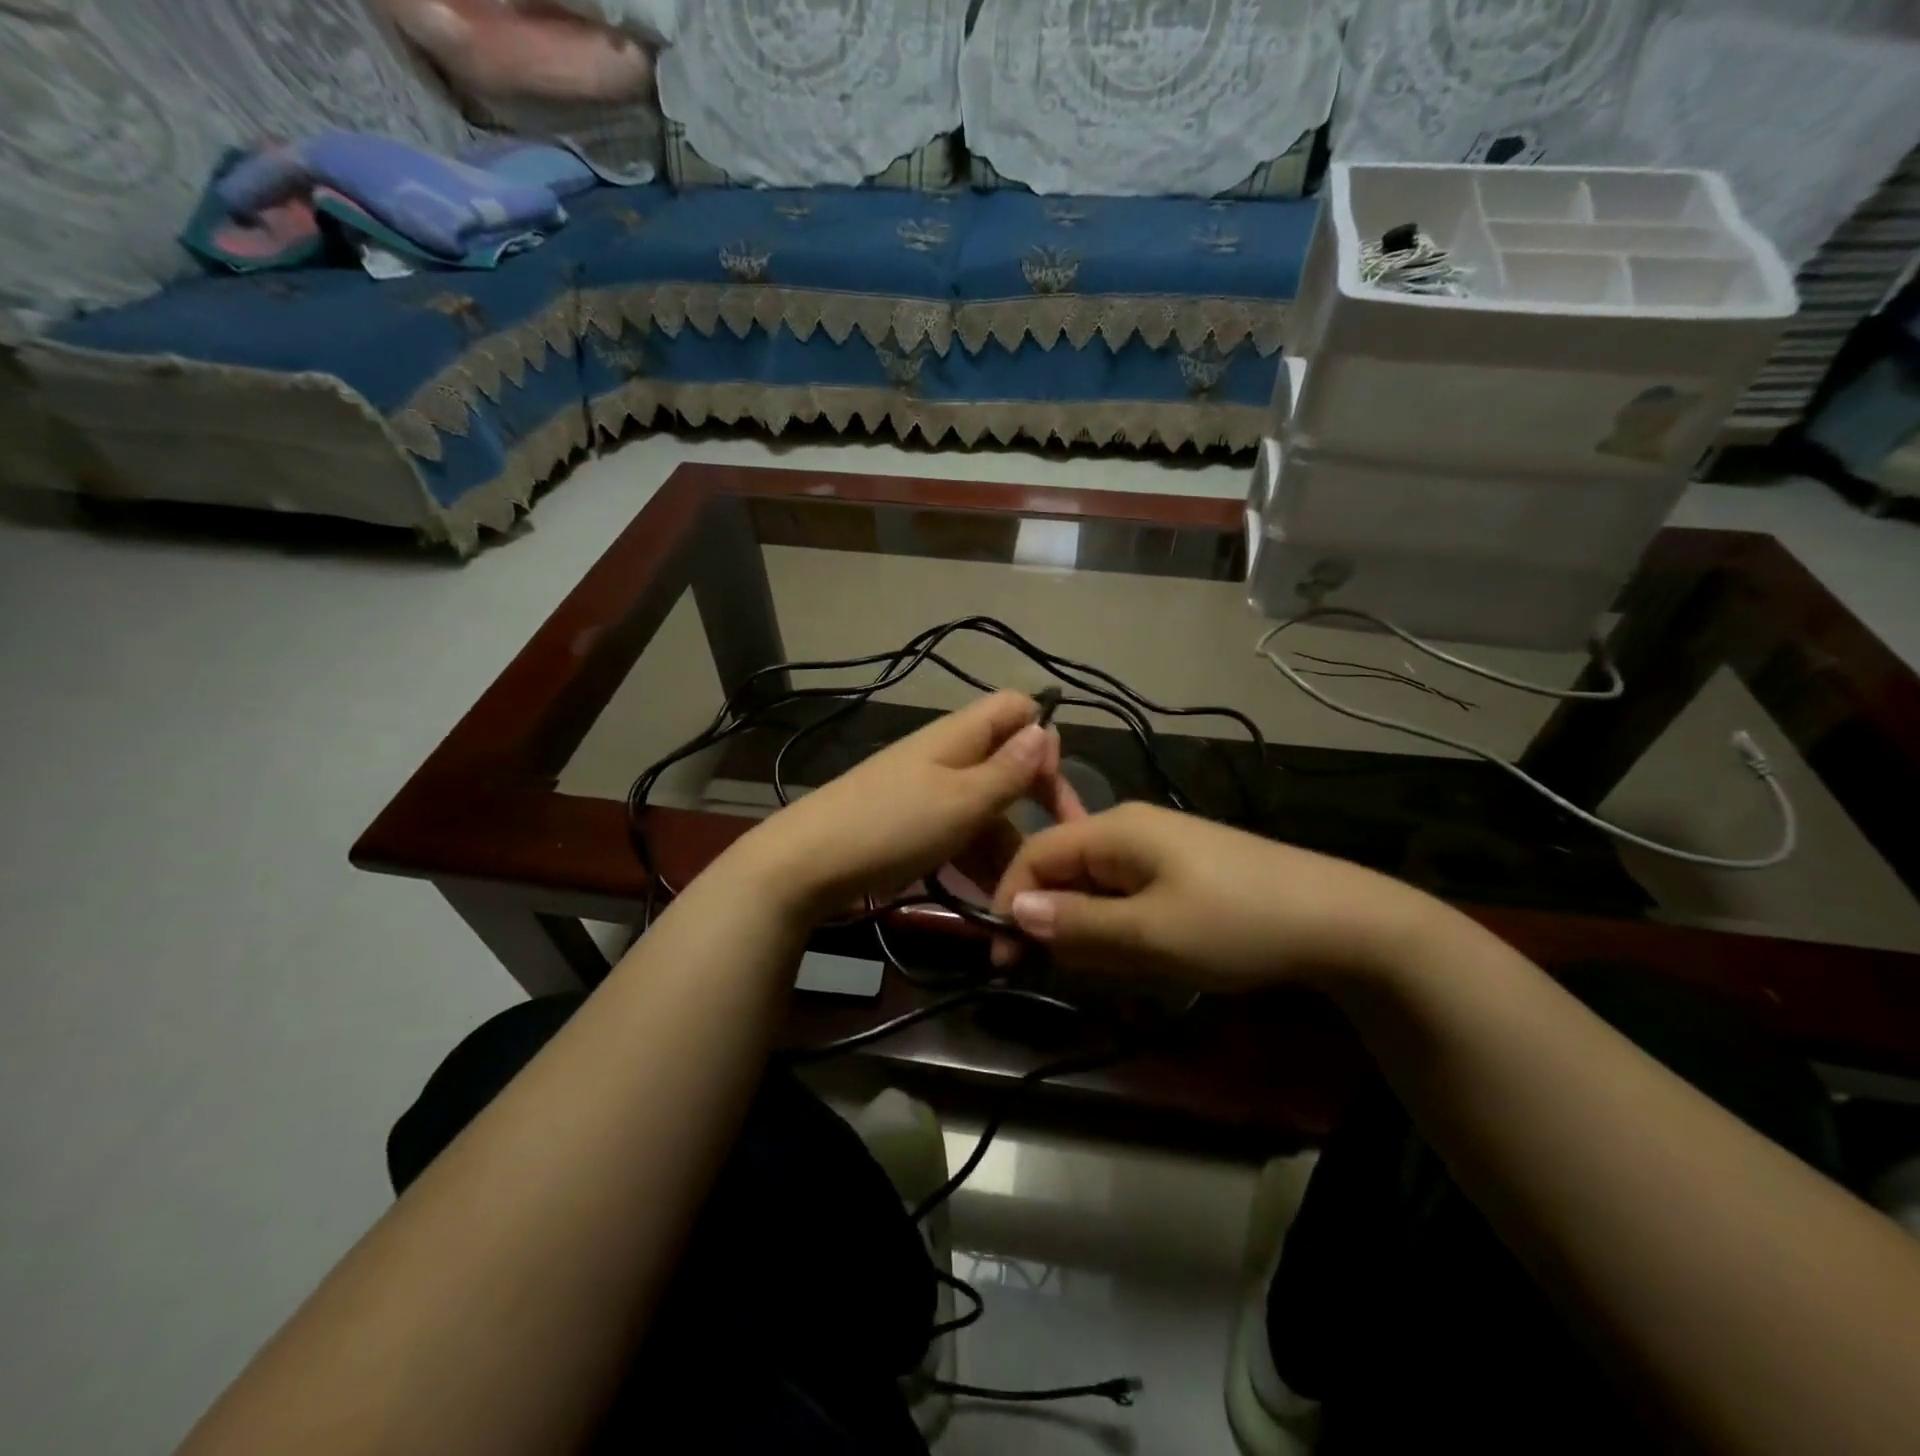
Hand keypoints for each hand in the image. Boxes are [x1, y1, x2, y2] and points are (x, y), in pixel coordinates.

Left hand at [726, 691, 1079, 922]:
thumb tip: (1047, 728)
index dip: (1044, 739)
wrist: (804, 866)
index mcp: (960, 735)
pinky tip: (990, 906)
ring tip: (1019, 906)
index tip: (1053, 793)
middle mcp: (948, 756)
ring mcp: (928, 793)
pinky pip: (960, 837)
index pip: (1017, 708)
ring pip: (987, 812)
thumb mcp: (961, 801)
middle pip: (1008, 767)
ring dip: (1007, 853)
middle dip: (1035, 809)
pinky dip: (977, 864)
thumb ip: (1007, 769)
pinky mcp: (913, 827)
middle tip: (1053, 860)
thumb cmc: (891, 826)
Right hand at [989, 802, 1436, 990]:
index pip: (1036, 853)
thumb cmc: (1235, 923)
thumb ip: (1077, 922)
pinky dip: (1124, 926)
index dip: (1010, 900)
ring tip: (1123, 968)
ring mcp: (1160, 846)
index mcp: (1115, 829)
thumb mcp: (1148, 933)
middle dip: (1057, 920)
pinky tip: (1151, 954)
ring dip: (1093, 929)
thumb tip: (1013, 910)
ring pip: (1097, 886)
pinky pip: (1130, 894)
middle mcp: (1131, 827)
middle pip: (1065, 869)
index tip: (1003, 957)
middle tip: (1073, 972)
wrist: (1341, 921)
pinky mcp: (1183, 868)